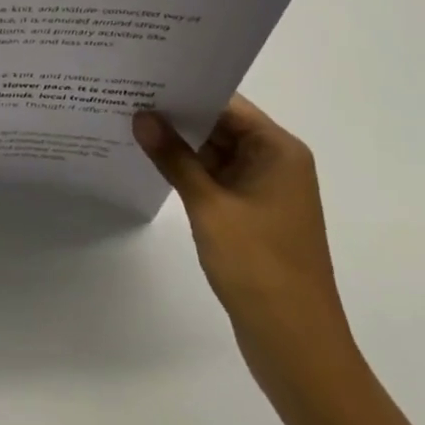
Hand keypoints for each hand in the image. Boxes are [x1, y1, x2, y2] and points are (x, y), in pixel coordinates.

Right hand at [134, 96, 354, 382]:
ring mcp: (264, 190)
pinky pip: (216, 177)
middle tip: (127, 95)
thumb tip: (141, 116)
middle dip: (177, 115)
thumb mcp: (209, 206)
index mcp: (278, 151)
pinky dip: (188, 170)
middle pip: (220, 124)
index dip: (185, 89)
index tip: (143, 76)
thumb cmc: (259, 268)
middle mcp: (276, 162)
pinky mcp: (252, 214)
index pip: (226, 103)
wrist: (297, 348)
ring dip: (180, 143)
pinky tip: (151, 161)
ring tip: (130, 121)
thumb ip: (173, 158)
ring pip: (215, 151)